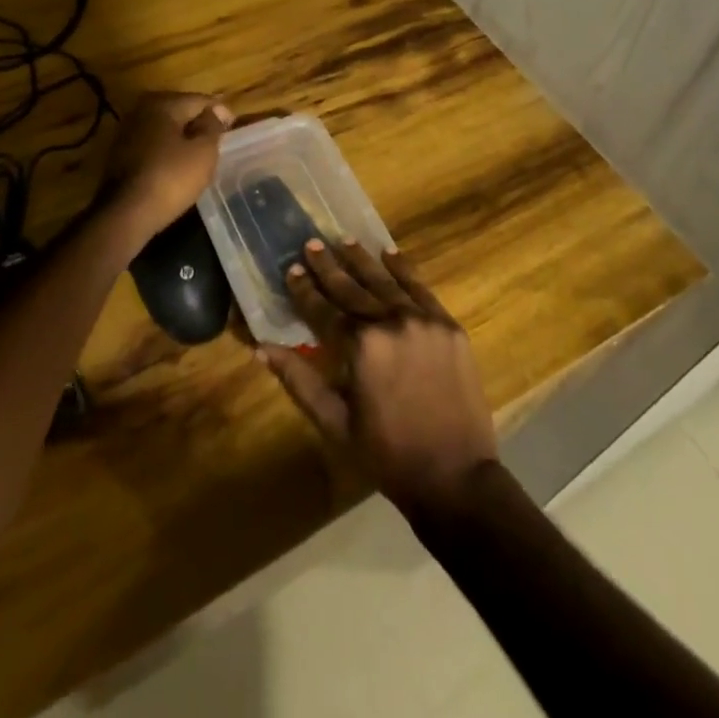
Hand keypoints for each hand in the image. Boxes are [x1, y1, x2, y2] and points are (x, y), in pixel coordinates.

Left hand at [98, 92, 231, 239]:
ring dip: (182, 139)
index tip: (234, 129)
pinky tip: (177, 167)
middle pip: (180, 112)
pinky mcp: (120, 155)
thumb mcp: (203, 151)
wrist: (126, 214)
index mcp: (163, 103)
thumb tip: (217, 111)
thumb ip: (213, 126)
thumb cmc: (171, 178)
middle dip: (199, 124)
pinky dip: (167, 152)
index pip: (200, 100)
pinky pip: (152, 145)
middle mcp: (141, 110)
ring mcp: (127, 132)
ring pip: (165, 130)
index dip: (220, 113)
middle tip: (218, 142)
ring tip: (200, 157)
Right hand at [257, 239, 497, 515]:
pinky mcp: (448, 325)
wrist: (456, 477)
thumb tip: (262, 349)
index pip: (323, 309)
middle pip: (352, 288)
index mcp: (360, 346)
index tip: (291, 269)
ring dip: (362, 260)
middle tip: (311, 243)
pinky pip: (420, 288)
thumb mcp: (335, 423)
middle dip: (328, 266)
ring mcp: (423, 320)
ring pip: (385, 281)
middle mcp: (390, 322)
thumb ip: (300, 380)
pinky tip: (390, 253)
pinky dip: (403, 269)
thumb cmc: (387, 455)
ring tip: (344, 240)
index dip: (304, 290)